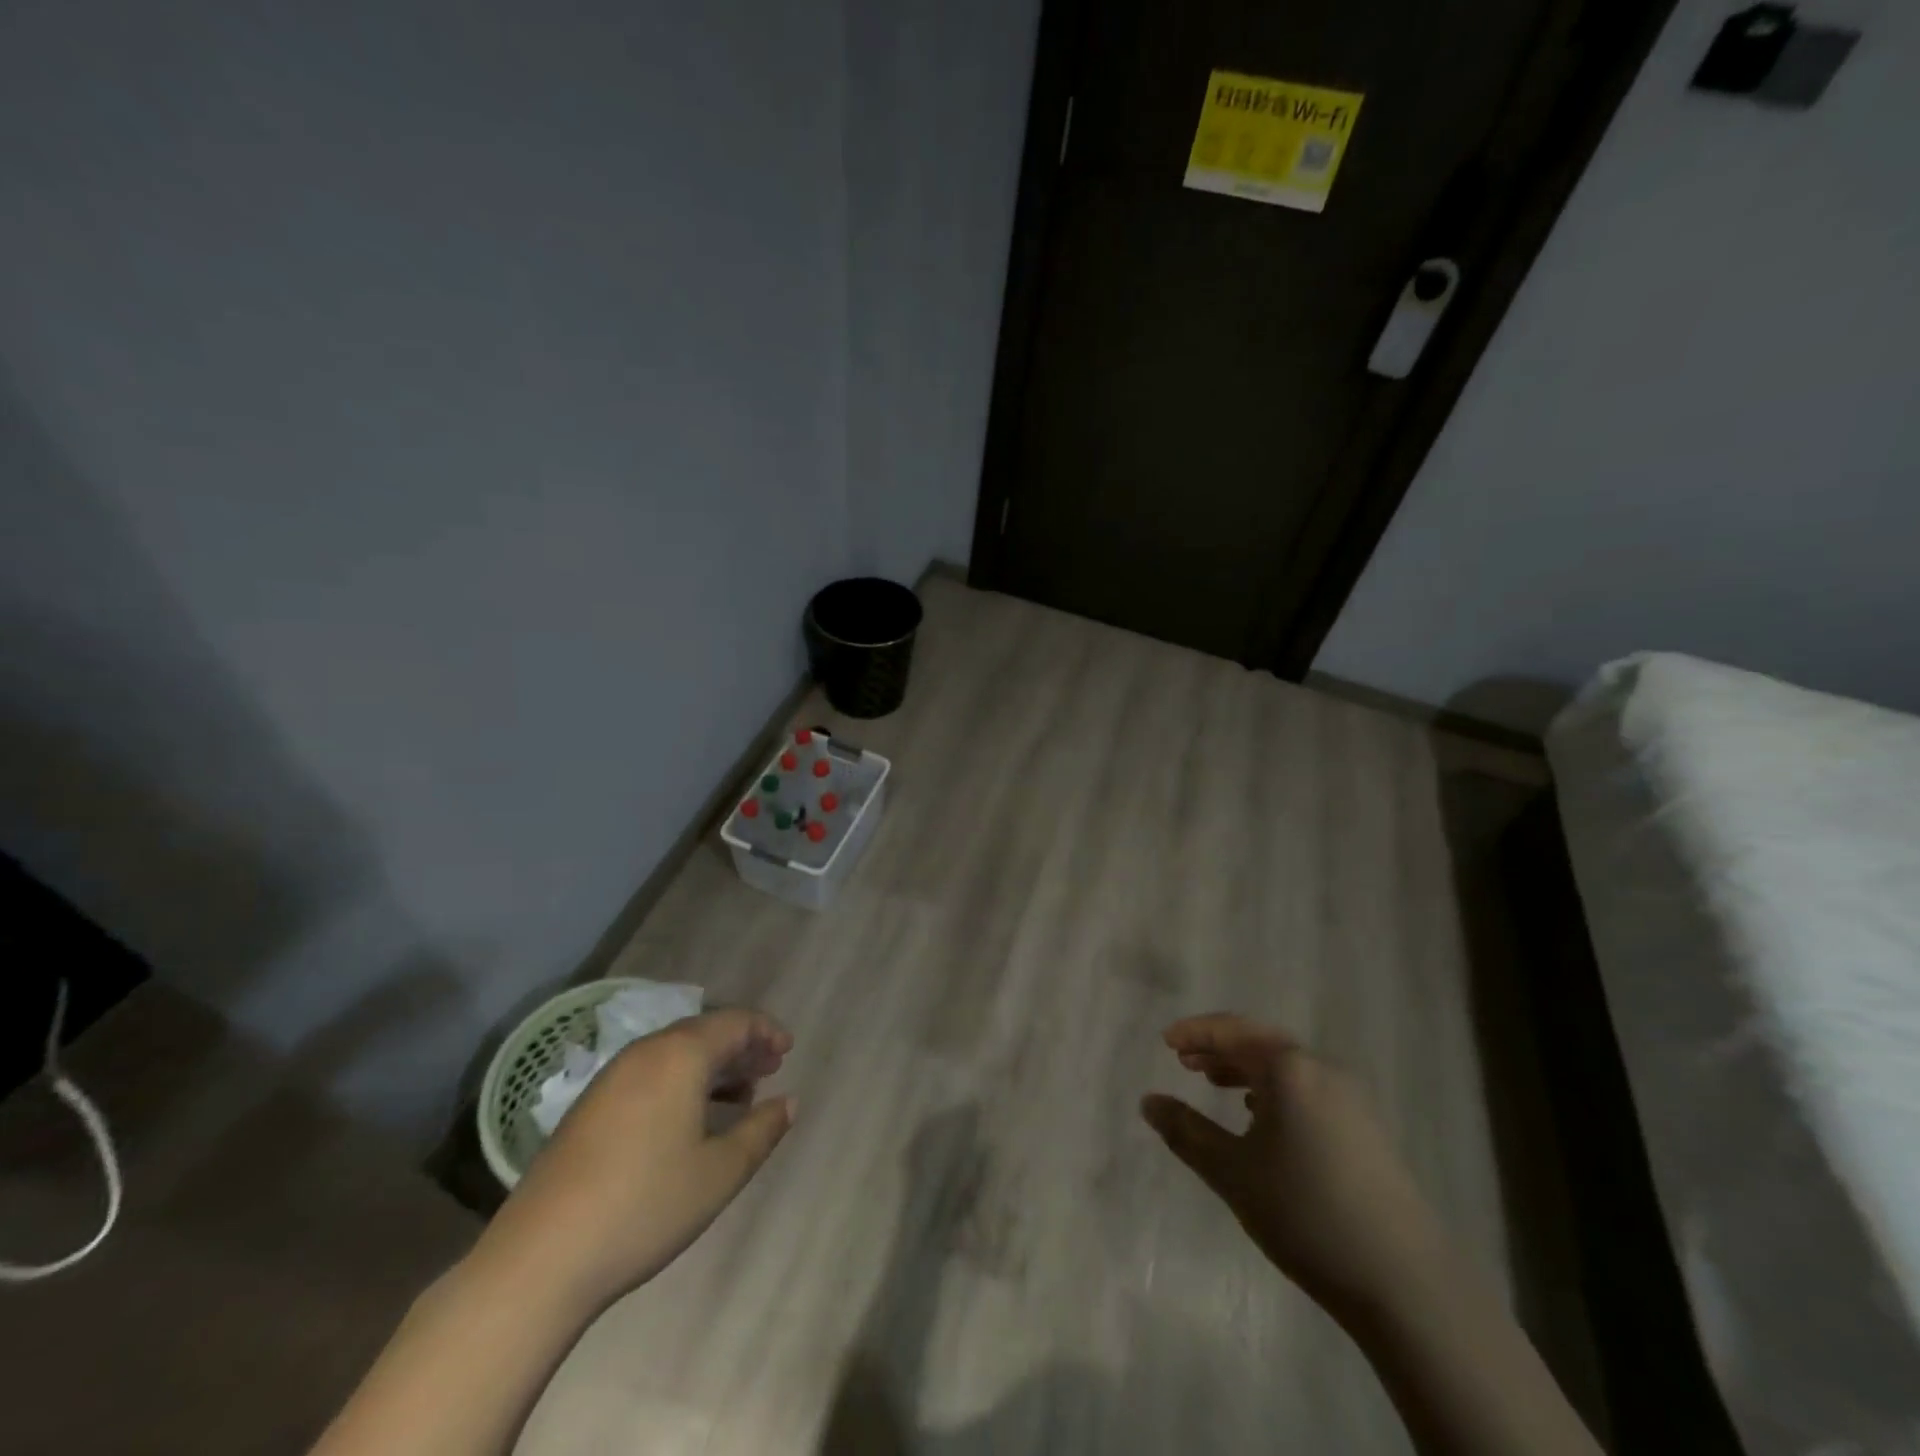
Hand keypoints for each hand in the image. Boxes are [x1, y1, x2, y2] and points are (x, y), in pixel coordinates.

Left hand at [476, 1008, 795, 1317]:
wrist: (540, 1259)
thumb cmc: (645, 1206)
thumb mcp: (719, 1172)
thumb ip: (761, 1130)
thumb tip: (789, 1101)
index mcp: (680, 1055)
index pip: (735, 1022)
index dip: (766, 1031)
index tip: (788, 1051)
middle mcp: (646, 1053)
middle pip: (704, 1032)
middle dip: (741, 1047)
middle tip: (770, 1070)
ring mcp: (611, 1078)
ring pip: (675, 1053)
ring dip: (712, 1066)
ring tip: (739, 1097)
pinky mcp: (590, 1106)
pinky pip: (650, 1073)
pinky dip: (682, 1082)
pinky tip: (691, 1120)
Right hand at [1141, 1013, 1444, 1319]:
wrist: (1406, 1282)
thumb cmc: (1306, 1213)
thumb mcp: (1233, 1173)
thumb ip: (1186, 1132)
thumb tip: (1148, 1101)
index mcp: (1290, 1069)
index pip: (1233, 1031)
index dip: (1196, 1032)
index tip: (1165, 1041)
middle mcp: (1323, 1070)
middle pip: (1261, 1042)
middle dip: (1220, 1048)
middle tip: (1184, 1061)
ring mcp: (1352, 1099)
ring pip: (1287, 1067)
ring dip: (1246, 1069)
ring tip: (1214, 1084)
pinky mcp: (1367, 1129)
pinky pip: (1308, 1089)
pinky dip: (1275, 1090)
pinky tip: (1262, 1118)